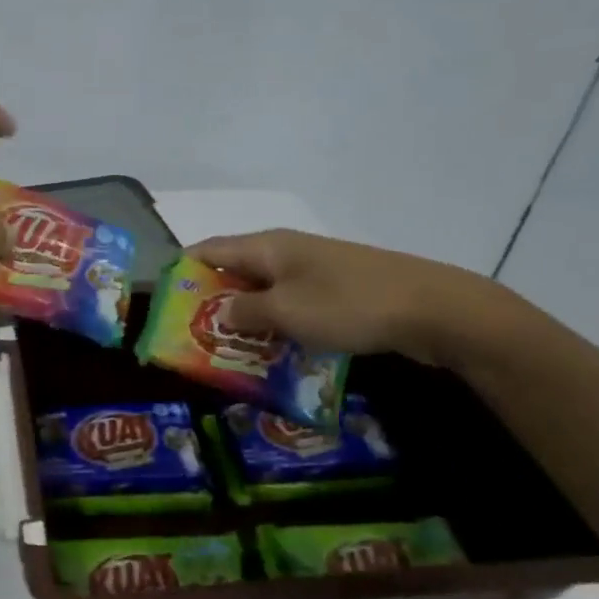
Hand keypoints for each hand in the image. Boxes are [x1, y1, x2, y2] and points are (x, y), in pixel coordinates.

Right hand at [188, 230, 507, 367]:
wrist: (433, 309)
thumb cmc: (348, 305)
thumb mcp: (286, 311)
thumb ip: (244, 312)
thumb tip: (220, 311)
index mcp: (267, 246)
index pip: (209, 249)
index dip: (183, 271)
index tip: (165, 304)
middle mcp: (286, 251)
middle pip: (235, 271)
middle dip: (212, 302)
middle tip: (193, 338)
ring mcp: (315, 270)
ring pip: (265, 291)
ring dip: (247, 318)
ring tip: (228, 351)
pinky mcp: (338, 290)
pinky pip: (293, 304)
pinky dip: (277, 324)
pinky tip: (275, 352)